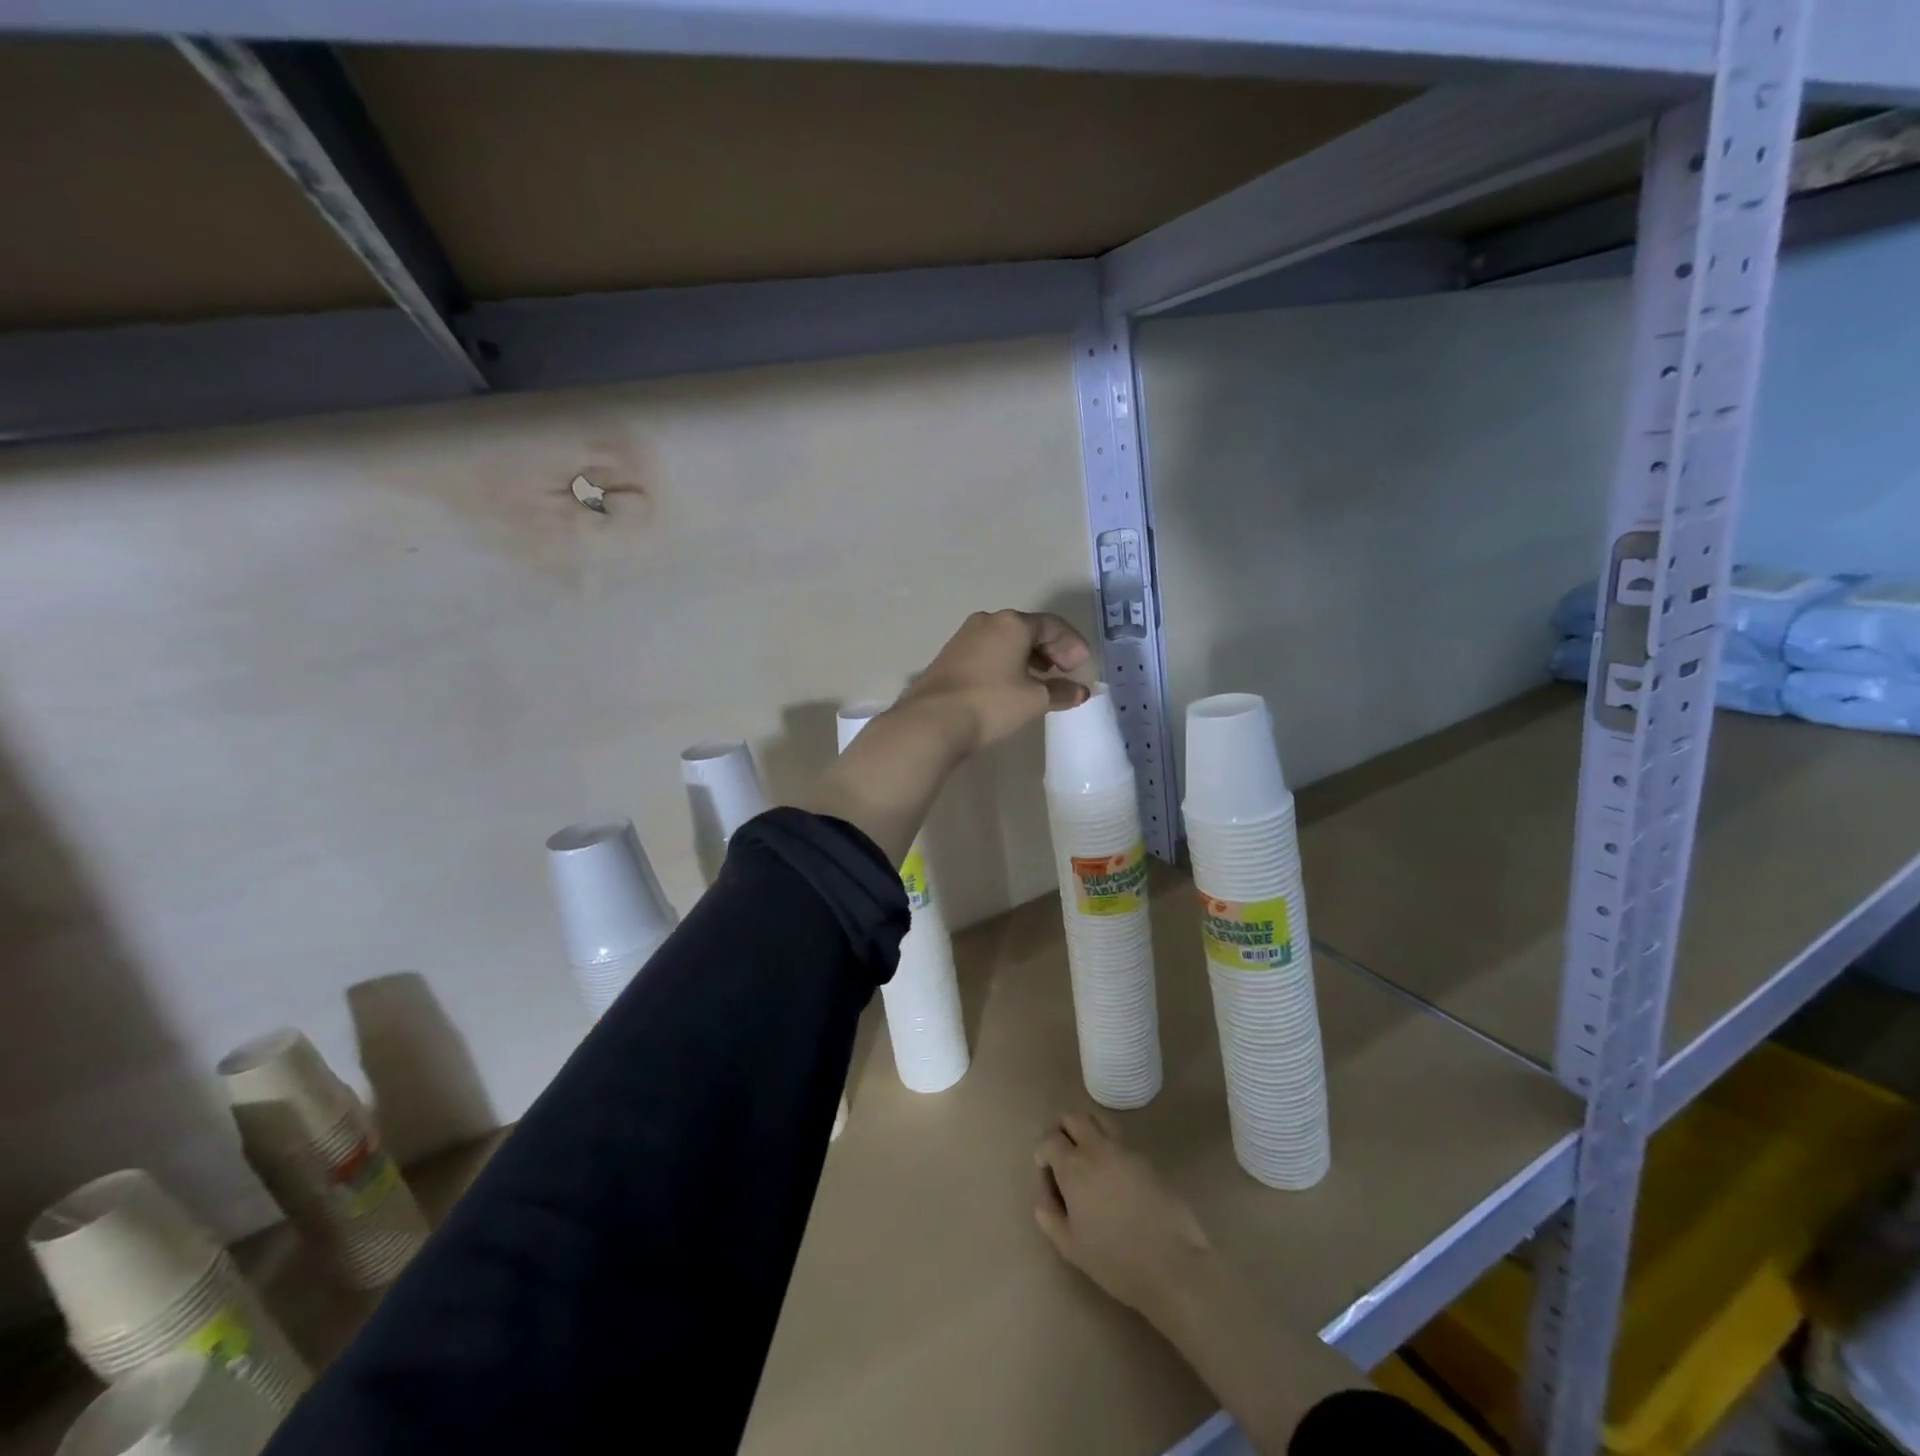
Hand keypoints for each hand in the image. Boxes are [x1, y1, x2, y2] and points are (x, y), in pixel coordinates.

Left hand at [898, 610, 1090, 757]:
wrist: (931, 721)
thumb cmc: (991, 703)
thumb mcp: (1033, 700)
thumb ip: (1061, 692)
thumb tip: (1082, 691)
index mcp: (1011, 623)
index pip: (1052, 625)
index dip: (1072, 644)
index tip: (1082, 666)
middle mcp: (987, 622)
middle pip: (1028, 629)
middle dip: (1051, 649)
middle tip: (1065, 671)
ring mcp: (964, 638)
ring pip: (1006, 641)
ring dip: (1028, 657)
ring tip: (1041, 680)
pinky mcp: (950, 657)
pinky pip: (988, 652)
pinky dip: (1007, 663)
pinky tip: (1011, 685)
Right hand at [1033, 1112, 1214, 1326]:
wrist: (1173, 1264)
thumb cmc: (1115, 1260)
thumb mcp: (1070, 1246)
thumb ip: (1049, 1216)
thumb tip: (1044, 1197)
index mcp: (1074, 1166)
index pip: (1049, 1139)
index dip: (1042, 1153)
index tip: (1047, 1175)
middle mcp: (1097, 1148)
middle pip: (1073, 1117)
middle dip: (1061, 1130)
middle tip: (1061, 1157)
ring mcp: (1125, 1150)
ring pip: (1098, 1122)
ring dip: (1086, 1133)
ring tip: (1088, 1165)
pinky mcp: (1147, 1160)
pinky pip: (1120, 1142)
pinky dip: (1109, 1150)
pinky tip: (1115, 1182)